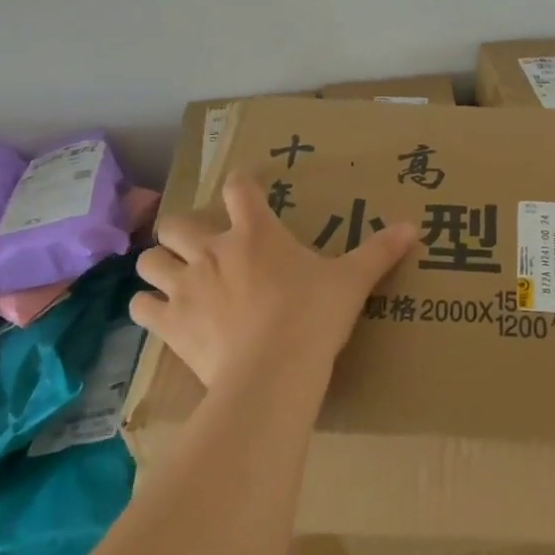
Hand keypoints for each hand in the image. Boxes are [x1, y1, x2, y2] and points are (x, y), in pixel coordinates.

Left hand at [132, 172, 417, 390]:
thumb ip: (379, 252)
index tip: (244, 187)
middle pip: (177, 222)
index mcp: (255, 232)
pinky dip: (148, 307)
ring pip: (150, 261)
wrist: (274, 371)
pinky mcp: (171, 323)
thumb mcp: (351, 281)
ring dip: (159, 265)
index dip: (239, 182)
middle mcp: (213, 250)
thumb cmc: (313, 316)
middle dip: (183, 230)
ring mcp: (186, 286)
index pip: (238, 187)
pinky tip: (163, 314)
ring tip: (174, 277)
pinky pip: (141, 307)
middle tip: (201, 245)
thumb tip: (414, 226)